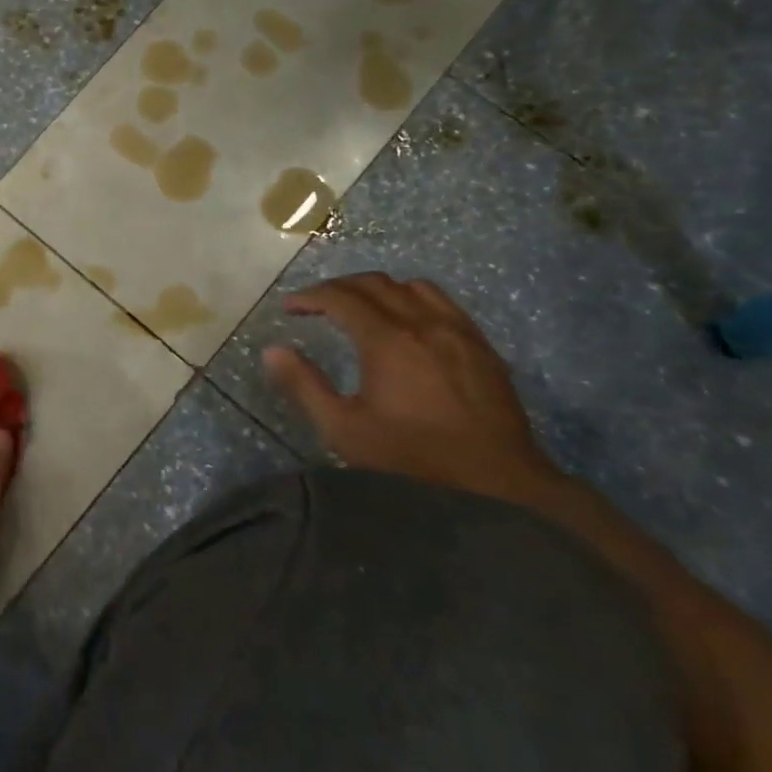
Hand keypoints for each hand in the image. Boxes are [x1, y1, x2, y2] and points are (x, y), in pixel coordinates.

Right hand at [263, 272, 563, 506]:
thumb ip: (304, 386)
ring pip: (414, 287)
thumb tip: (272, 350)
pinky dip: (415, 300)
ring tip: (362, 308)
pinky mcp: (483, 348)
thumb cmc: (412, 460)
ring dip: (380, 289)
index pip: (341, 297)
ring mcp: (460, 333)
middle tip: (316, 304)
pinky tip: (409, 325)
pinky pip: (445, 304)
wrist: (498, 487)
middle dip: (339, 287)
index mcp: (388, 340)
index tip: (289, 307)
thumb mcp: (344, 429)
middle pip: (376, 283)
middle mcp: (424, 324)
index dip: (310, 296)